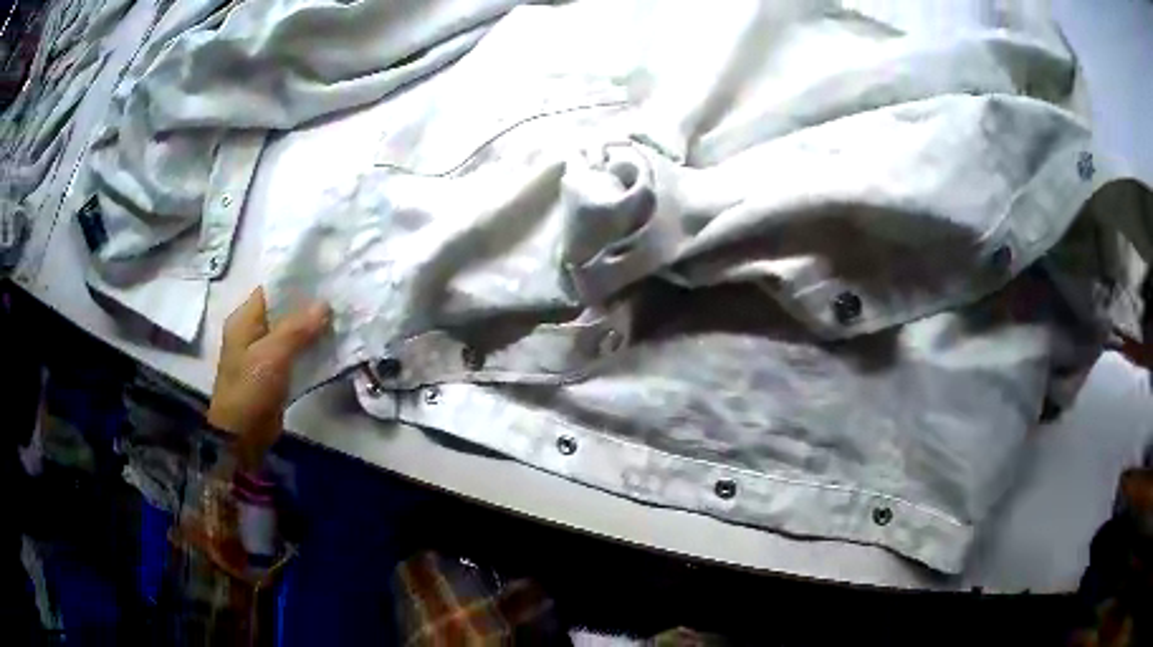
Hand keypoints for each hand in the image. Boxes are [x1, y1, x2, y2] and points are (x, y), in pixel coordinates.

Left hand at [208, 288, 328, 470]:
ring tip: (343, 317)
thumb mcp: (272, 355)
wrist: (241, 436)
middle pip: (283, 310)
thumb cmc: (250, 389)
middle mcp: (253, 331)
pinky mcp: (274, 374)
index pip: (272, 289)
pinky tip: (332, 345)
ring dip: (313, 328)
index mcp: (245, 319)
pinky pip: (295, 354)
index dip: (296, 280)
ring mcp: (263, 354)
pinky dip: (311, 349)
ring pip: (292, 333)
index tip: (326, 274)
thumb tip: (324, 304)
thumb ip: (297, 328)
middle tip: (340, 296)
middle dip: (309, 305)